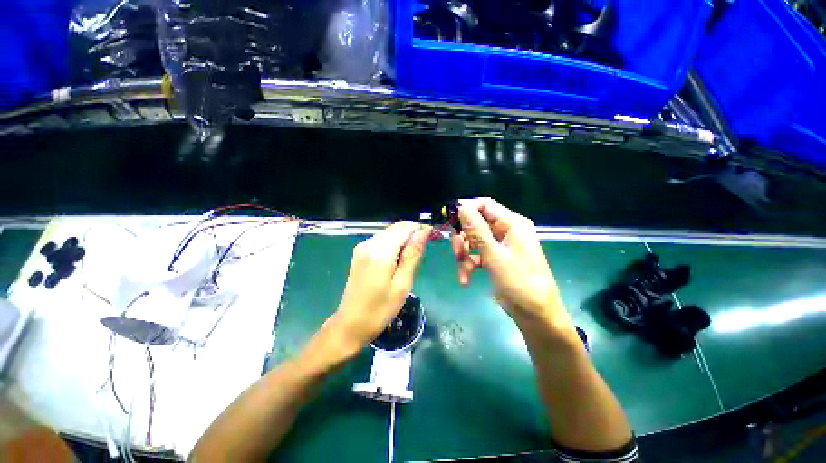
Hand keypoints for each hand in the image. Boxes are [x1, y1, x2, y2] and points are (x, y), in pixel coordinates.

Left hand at [325, 221, 430, 357]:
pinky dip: (394, 243)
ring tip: (413, 256)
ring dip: (404, 238)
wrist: (350, 324)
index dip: (421, 229)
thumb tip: (424, 232)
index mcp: (380, 251)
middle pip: (396, 227)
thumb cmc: (380, 309)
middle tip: (425, 248)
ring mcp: (362, 247)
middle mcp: (369, 243)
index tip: (434, 237)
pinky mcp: (360, 253)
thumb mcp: (402, 284)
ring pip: (389, 232)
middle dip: (413, 232)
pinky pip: (382, 240)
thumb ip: (413, 254)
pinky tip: (399, 258)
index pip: (405, 228)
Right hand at [451, 198, 572, 331]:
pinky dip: (468, 264)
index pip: (484, 205)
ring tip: (463, 269)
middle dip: (463, 237)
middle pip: (475, 223)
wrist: (534, 314)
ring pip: (472, 240)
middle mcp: (505, 230)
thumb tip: (461, 207)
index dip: (465, 208)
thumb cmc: (519, 282)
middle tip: (456, 251)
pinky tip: (465, 279)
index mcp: (512, 223)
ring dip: (464, 253)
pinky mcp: (494, 257)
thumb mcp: (495, 255)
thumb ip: (477, 231)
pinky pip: (476, 254)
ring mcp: (499, 245)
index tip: (447, 218)